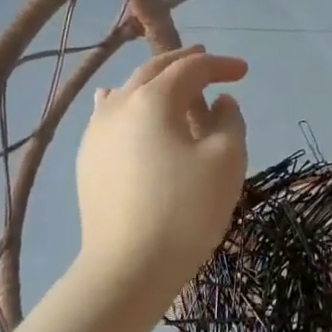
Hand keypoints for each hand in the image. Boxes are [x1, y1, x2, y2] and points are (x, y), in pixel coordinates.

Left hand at [74, 46, 247, 299]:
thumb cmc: (186, 210)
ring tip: (174, 86)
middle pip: (154, 70)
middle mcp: (119, 105)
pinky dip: (127, 103)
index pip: (191, 68)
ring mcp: (96, 132)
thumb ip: (229, 120)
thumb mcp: (226, 160)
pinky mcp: (87, 159)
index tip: (243, 72)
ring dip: (156, 82)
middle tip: (208, 64)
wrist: (128, 268)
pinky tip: (120, 102)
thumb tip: (219, 103)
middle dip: (185, 63)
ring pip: (128, 91)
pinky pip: (109, 115)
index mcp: (154, 99)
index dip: (220, 65)